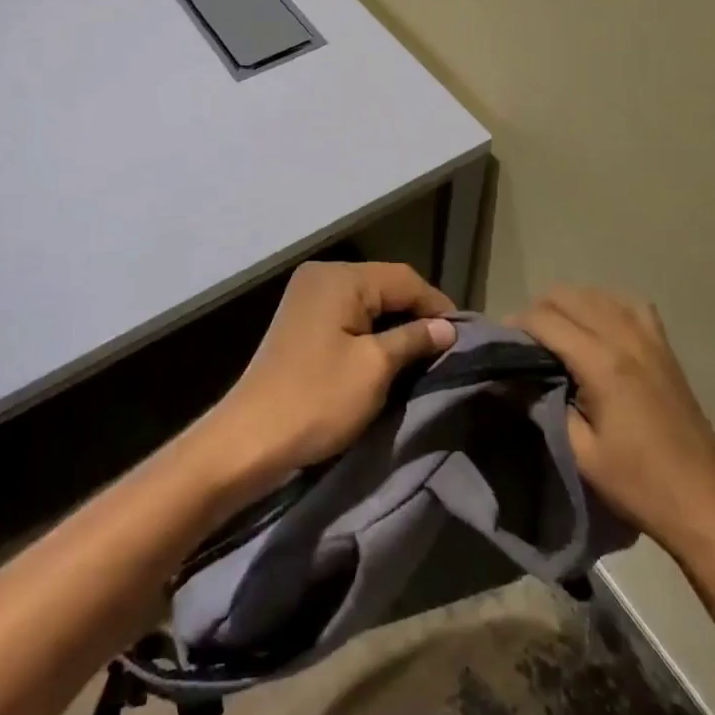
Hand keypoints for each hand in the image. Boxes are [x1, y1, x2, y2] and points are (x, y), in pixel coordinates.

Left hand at [205, 262, 456, 489]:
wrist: (250, 439)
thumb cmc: (317, 399)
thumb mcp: (375, 368)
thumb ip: (414, 339)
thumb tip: (447, 327)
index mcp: (340, 277)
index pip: (403, 278)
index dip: (436, 304)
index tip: (464, 335)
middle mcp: (323, 275)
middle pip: (384, 285)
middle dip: (417, 313)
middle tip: (447, 345)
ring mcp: (308, 296)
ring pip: (367, 301)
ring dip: (395, 323)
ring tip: (425, 351)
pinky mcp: (302, 320)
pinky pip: (348, 314)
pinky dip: (372, 330)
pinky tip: (390, 352)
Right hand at [514, 287, 714, 546]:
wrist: (704, 502)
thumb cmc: (638, 484)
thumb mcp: (579, 453)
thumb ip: (540, 406)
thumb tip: (509, 378)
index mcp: (602, 363)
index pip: (546, 319)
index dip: (517, 324)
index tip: (502, 341)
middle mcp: (625, 337)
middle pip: (569, 296)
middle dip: (539, 310)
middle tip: (525, 341)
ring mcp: (650, 338)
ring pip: (598, 293)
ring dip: (570, 305)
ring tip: (556, 333)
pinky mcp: (665, 347)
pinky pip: (630, 304)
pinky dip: (606, 304)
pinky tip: (598, 325)